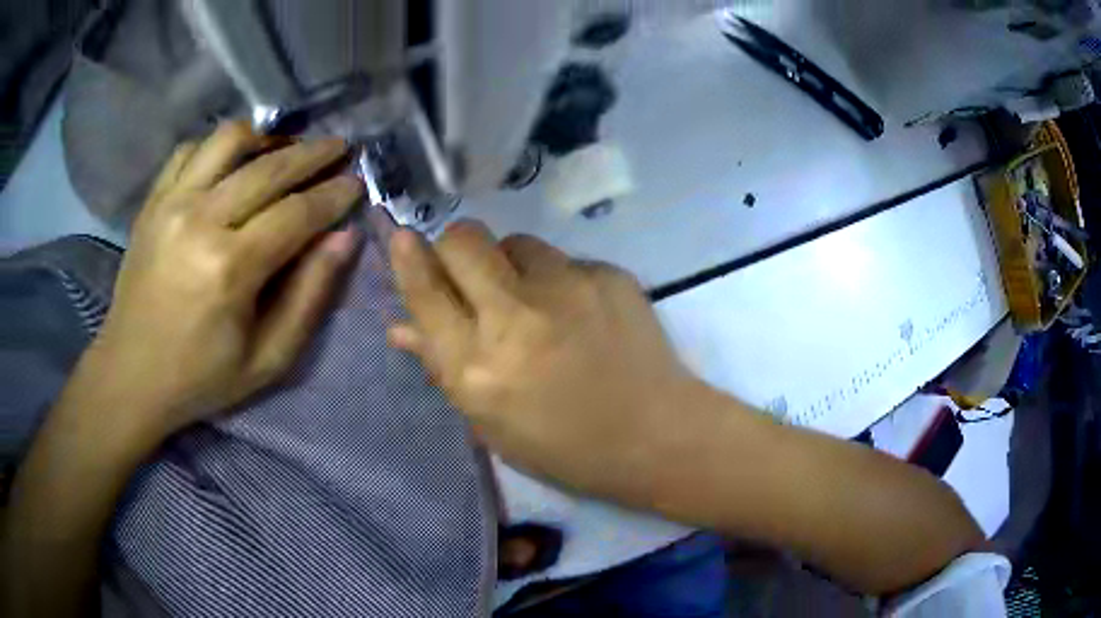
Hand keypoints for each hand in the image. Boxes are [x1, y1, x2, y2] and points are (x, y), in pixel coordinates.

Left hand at [83, 122, 363, 442]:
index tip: (357, 183)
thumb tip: (344, 238)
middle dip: (313, 154)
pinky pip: (191, 149)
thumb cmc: (201, 377)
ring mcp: (171, 204)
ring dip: (266, 138)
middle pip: (268, 168)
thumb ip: (309, 297)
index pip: (297, 213)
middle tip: (340, 148)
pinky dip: (219, 147)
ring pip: (229, 140)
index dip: (333, 195)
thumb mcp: (268, 360)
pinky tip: (234, 161)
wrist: (131, 374)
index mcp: (230, 268)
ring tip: (285, 148)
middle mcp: (200, 221)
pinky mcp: (153, 201)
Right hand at [388, 221, 703, 496]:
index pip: (426, 293)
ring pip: (516, 241)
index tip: (402, 238)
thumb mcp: (491, 424)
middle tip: (469, 272)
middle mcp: (515, 318)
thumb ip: (443, 370)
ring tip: (534, 300)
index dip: (407, 259)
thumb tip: (401, 328)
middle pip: (464, 239)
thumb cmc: (565, 447)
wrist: (655, 434)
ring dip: (510, 263)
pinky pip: (564, 260)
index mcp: (478, 367)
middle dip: (455, 248)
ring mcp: (567, 289)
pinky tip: (581, 314)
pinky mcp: (607, 275)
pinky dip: (559, 280)